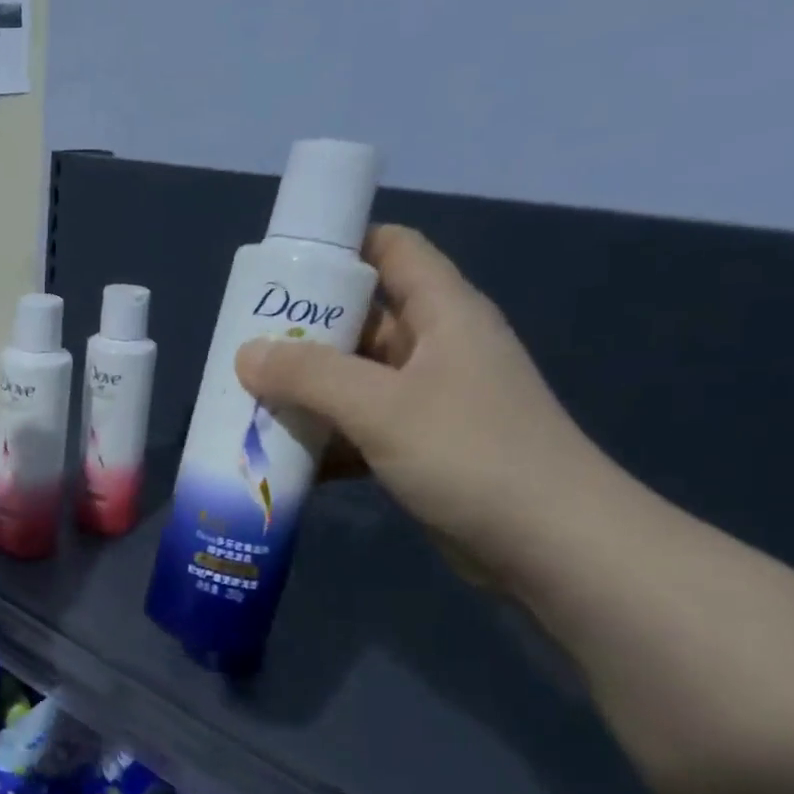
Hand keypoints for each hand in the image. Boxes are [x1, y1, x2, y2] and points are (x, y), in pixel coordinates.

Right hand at [235, 225, 616, 578]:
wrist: (551, 546)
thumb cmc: (472, 454)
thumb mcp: (382, 406)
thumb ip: (310, 375)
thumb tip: (245, 354)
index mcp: (443, 314)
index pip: (392, 250)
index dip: (340, 247)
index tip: (279, 269)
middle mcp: (436, 349)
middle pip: (360, 320)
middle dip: (301, 332)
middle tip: (241, 347)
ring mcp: (428, 402)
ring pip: (353, 381)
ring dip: (305, 392)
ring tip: (245, 402)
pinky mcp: (419, 449)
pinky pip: (358, 430)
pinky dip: (323, 440)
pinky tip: (279, 458)